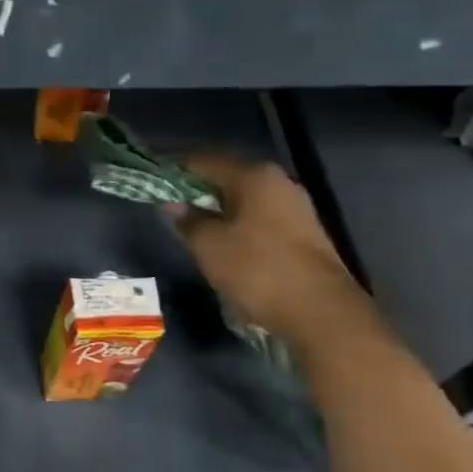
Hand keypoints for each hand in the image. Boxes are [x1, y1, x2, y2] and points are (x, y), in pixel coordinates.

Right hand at [168, 154, 369, 342]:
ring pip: (245, 200)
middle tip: (169, 205)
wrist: (319, 310)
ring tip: (192, 226)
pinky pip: (259, 219)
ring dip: (217, 209)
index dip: (176, 168)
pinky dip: (237, 224)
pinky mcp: (302, 233)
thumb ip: (188, 220)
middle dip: (197, 189)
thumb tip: (172, 204)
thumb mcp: (209, 245)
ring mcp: (295, 208)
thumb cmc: (257, 269)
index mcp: (254, 176)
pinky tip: (223, 243)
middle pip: (228, 178)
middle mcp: (279, 183)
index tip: (153, 179)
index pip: (205, 161)